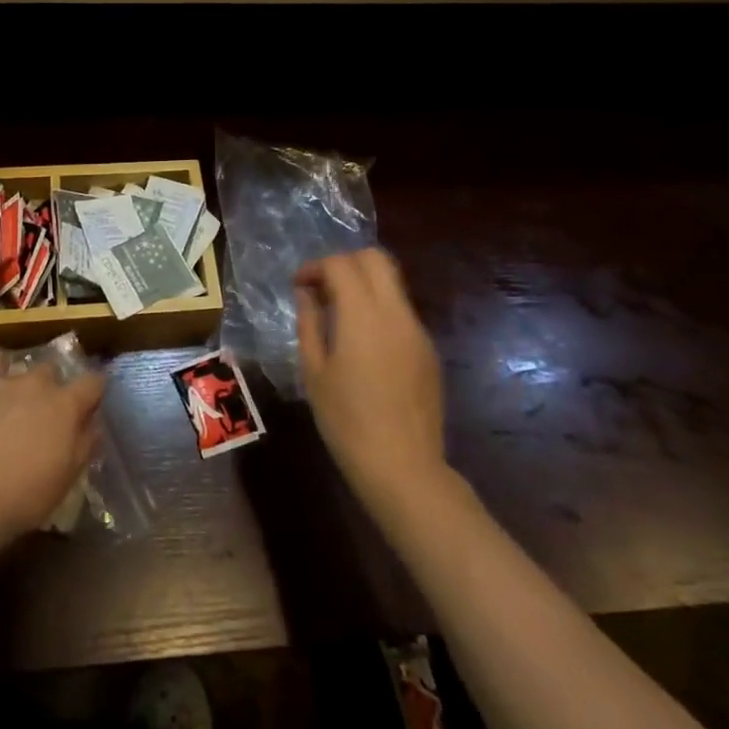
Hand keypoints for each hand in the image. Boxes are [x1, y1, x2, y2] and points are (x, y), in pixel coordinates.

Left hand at [0, 364, 104, 542]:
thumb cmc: (24, 496)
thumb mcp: (67, 477)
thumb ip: (85, 443)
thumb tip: (92, 424)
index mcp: (64, 404)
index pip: (92, 382)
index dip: (93, 391)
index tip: (90, 403)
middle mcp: (33, 384)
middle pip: (49, 372)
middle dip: (48, 388)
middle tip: (40, 416)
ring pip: (12, 380)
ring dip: (13, 396)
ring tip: (0, 424)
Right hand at [295, 249, 446, 511]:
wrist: (403, 468)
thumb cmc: (346, 421)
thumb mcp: (314, 372)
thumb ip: (310, 324)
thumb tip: (307, 294)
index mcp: (363, 315)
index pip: (341, 264)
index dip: (316, 267)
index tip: (299, 286)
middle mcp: (395, 313)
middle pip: (375, 259)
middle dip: (345, 264)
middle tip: (323, 288)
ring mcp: (417, 331)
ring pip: (392, 284)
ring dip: (364, 285)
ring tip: (339, 315)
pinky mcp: (429, 351)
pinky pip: (402, 312)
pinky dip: (379, 310)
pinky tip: (363, 344)